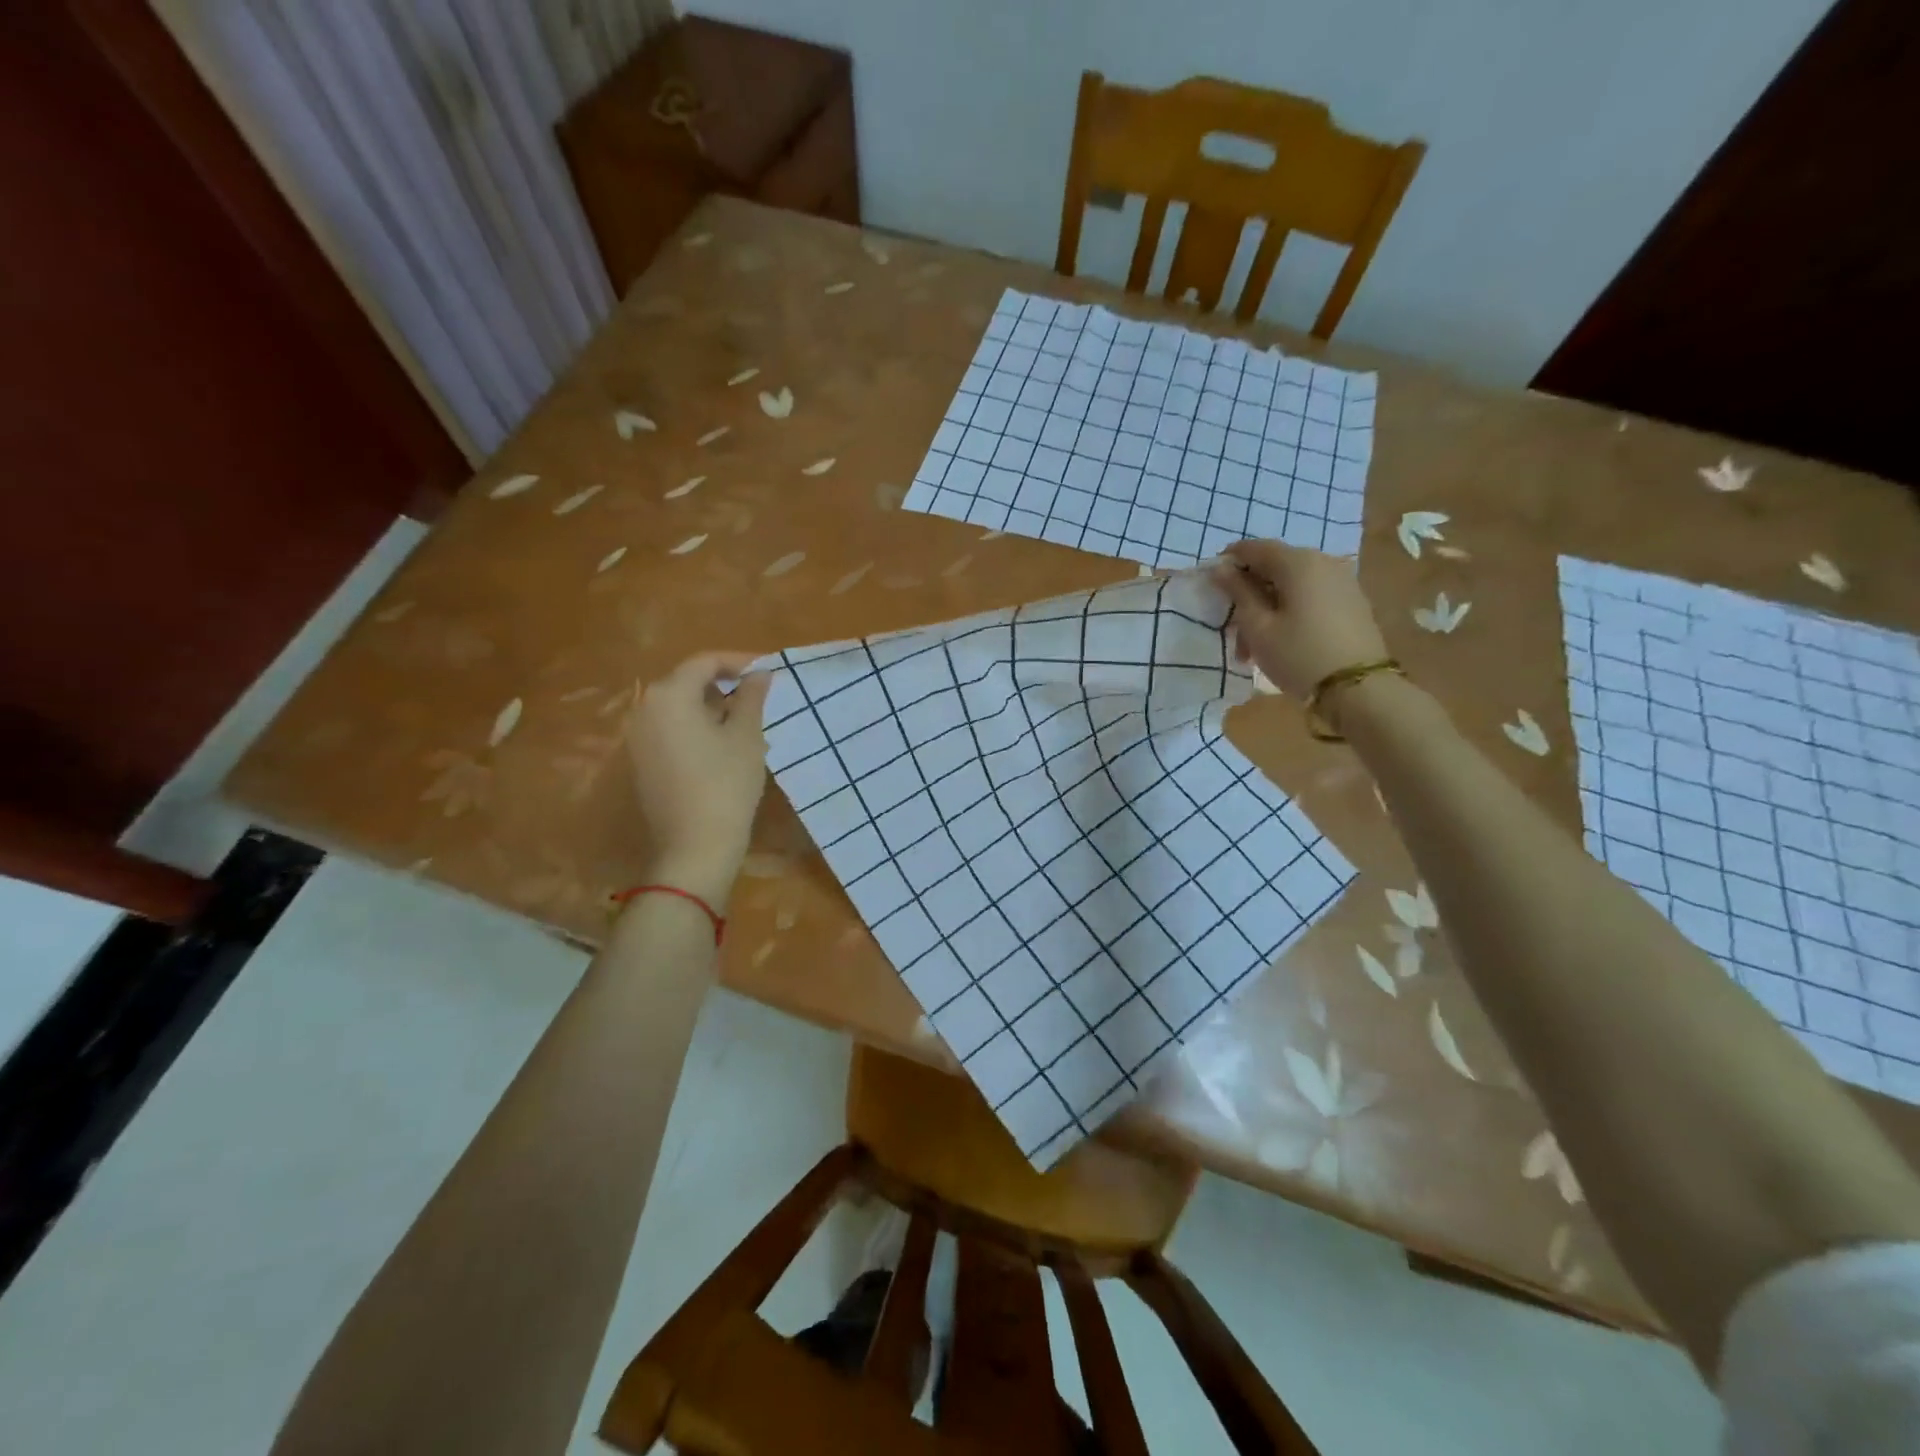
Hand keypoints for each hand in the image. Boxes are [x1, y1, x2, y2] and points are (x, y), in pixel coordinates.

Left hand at [625, 651, 770, 906]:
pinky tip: (724, 747)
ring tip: (747, 723)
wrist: (694, 847)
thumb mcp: (746, 736)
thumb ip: (751, 697)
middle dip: (725, 684)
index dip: (739, 661)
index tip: (768, 670)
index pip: (705, 662)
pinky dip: (697, 728)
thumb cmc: (726, 784)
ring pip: (679, 707)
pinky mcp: (641, 762)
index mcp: (669, 695)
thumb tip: (759, 673)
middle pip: (687, 682)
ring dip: (712, 707)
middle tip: (760, 697)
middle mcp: (645, 709)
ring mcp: (638, 737)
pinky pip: (671, 730)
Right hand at [1212, 540, 1388, 702]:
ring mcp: (1342, 581)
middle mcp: (1323, 562)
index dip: (1230, 561)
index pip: (1255, 548)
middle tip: (1232, 625)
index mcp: (1298, 562)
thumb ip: (1238, 593)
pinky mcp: (1352, 601)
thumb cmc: (1298, 655)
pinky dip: (1290, 609)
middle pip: (1275, 566)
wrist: (1359, 689)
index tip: (1212, 583)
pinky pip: (1311, 595)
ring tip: (1253, 645)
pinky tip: (1281, 639)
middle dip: (1249, 591)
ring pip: (1292, 584)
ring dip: (1268, 606)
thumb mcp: (1258, 627)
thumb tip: (1220, 569)